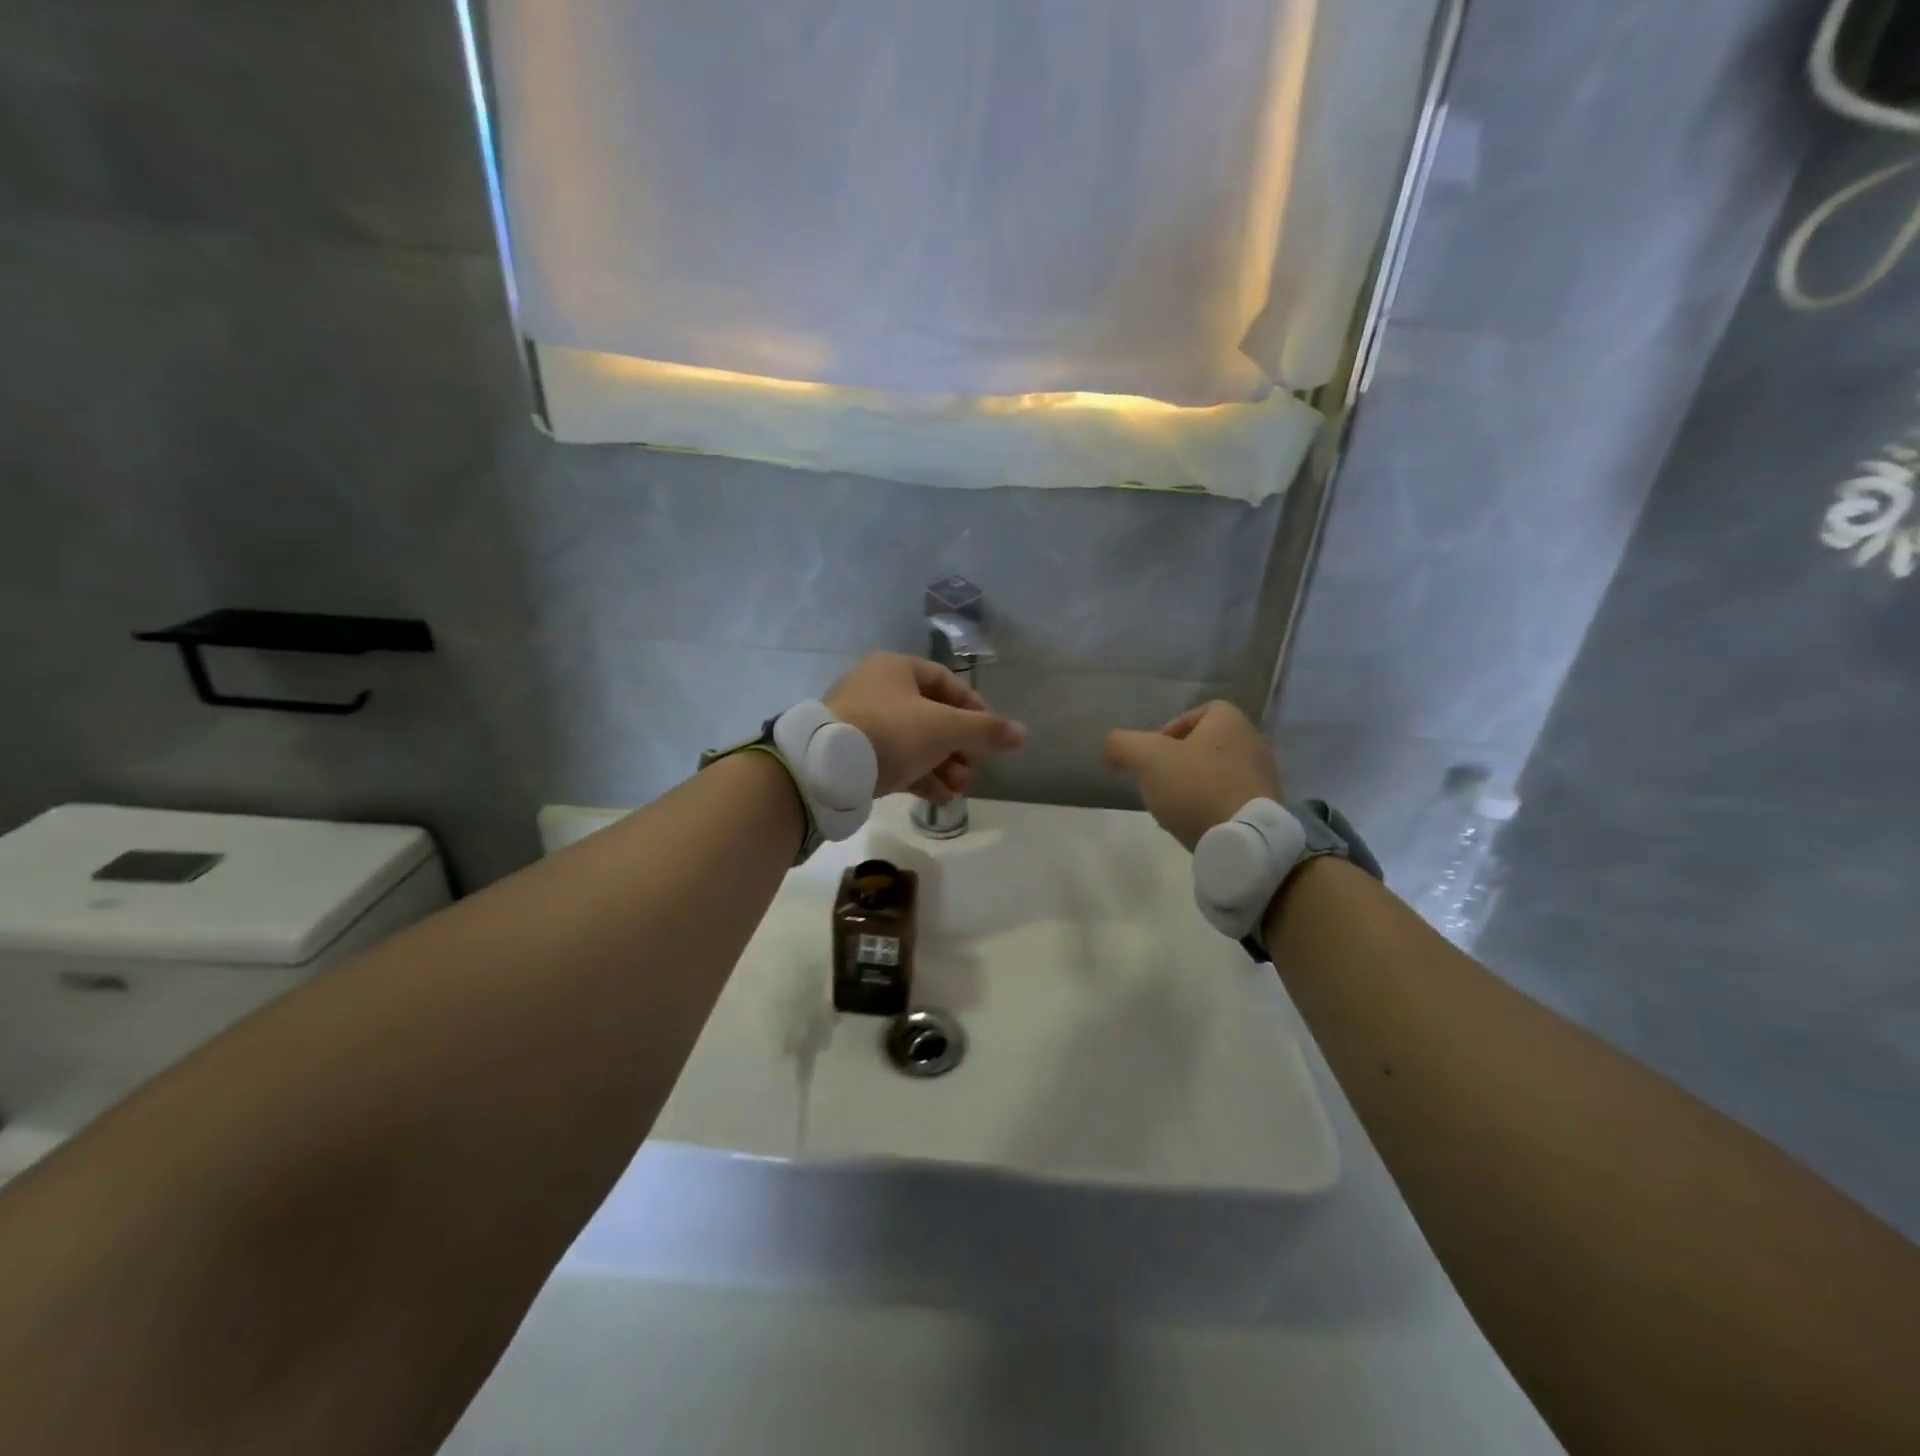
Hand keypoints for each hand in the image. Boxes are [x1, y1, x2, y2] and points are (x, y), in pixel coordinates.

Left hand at [825, 653, 1026, 802]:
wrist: (827, 768)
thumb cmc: (891, 732)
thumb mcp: (945, 728)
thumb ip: (985, 730)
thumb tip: (1022, 733)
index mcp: (895, 668)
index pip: (946, 682)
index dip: (973, 707)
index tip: (990, 734)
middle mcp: (876, 690)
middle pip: (932, 716)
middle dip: (959, 747)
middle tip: (973, 769)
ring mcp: (862, 723)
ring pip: (914, 743)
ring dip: (943, 767)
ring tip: (959, 790)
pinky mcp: (853, 754)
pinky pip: (895, 761)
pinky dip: (919, 777)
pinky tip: (939, 798)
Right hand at [1103, 701, 1282, 849]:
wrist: (1244, 840)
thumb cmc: (1196, 787)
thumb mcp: (1146, 759)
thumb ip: (1122, 744)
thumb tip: (1112, 748)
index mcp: (1230, 721)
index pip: (1197, 713)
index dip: (1169, 730)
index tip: (1152, 757)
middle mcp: (1253, 741)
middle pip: (1205, 745)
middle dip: (1179, 762)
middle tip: (1159, 782)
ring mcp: (1265, 776)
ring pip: (1217, 773)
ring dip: (1194, 786)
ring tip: (1174, 808)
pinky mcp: (1267, 807)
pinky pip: (1231, 798)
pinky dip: (1211, 806)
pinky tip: (1196, 825)